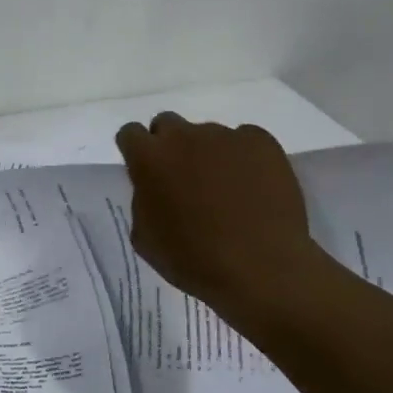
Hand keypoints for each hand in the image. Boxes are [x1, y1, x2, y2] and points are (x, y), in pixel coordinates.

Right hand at [115, 113, 323, 329]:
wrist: (260, 267)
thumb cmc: (193, 260)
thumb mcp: (145, 238)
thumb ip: (143, 201)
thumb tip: (154, 188)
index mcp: (149, 159)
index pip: (130, 134)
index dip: (135, 151)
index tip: (145, 172)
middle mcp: (185, 136)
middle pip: (167, 124)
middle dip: (169, 146)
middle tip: (181, 178)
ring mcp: (226, 136)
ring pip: (208, 135)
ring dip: (208, 155)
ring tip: (225, 190)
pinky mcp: (262, 142)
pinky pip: (244, 141)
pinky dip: (243, 158)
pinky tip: (252, 187)